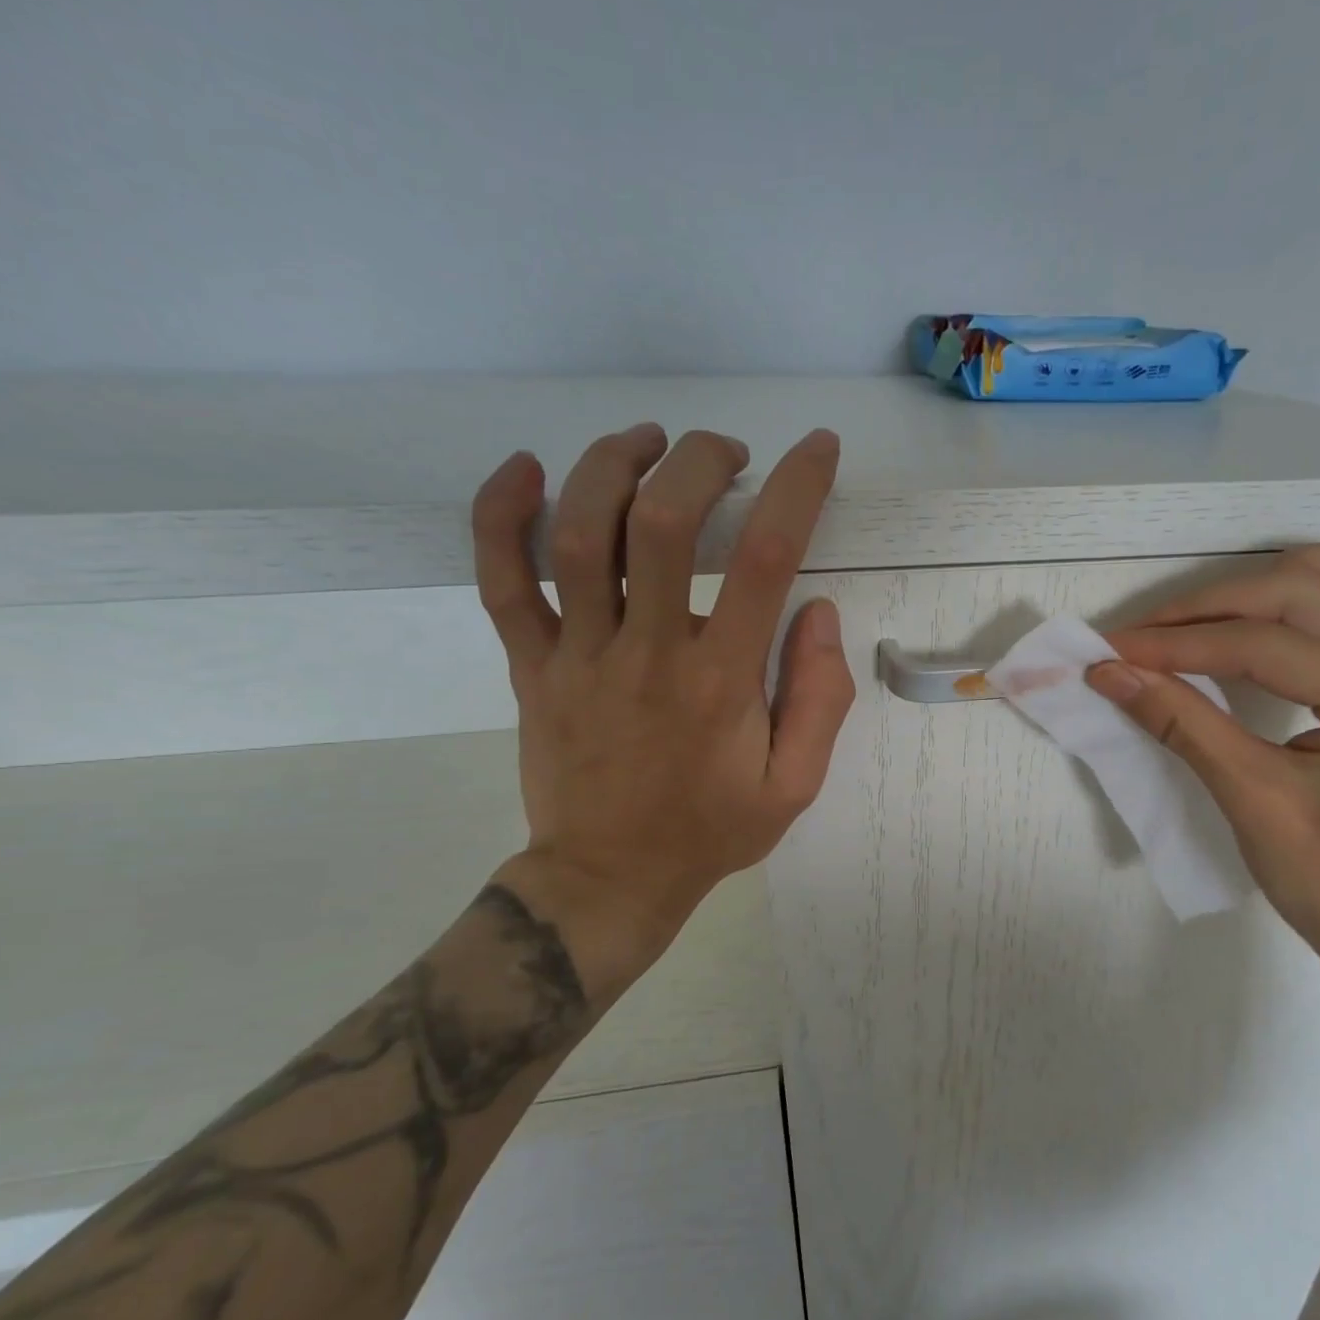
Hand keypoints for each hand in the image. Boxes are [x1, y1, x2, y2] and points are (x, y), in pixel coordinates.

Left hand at [469, 423, 854, 985]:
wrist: (609, 879)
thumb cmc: (710, 831)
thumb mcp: (794, 785)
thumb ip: (819, 699)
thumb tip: (817, 611)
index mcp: (721, 681)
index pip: (765, 559)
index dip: (797, 489)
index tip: (816, 449)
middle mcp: (647, 653)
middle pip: (662, 522)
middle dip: (699, 461)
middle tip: (726, 453)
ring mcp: (578, 656)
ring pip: (577, 535)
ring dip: (612, 465)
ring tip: (648, 440)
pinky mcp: (531, 667)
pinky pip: (500, 581)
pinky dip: (500, 515)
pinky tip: (525, 469)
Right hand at [1084, 545, 1319, 1026]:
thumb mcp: (1254, 802)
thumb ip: (1183, 723)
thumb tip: (1111, 674)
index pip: (1262, 643)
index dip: (1175, 644)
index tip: (1108, 653)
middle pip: (1299, 592)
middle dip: (1209, 608)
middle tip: (1140, 640)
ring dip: (1273, 583)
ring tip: (1209, 616)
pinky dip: (1314, 601)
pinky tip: (1271, 626)